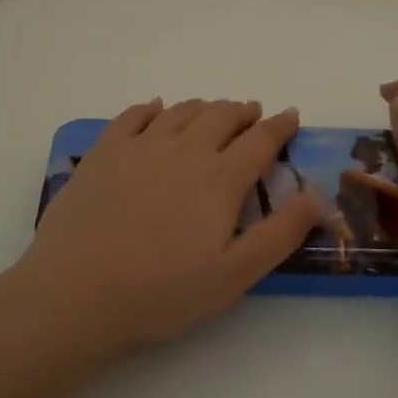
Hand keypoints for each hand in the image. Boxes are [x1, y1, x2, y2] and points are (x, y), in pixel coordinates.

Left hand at [12, 98, 324, 359]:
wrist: (78, 290)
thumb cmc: (162, 291)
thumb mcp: (235, 274)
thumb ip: (281, 233)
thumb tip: (319, 196)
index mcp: (220, 178)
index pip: (260, 140)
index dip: (279, 125)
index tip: (290, 115)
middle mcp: (184, 149)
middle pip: (221, 116)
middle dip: (243, 111)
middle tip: (252, 114)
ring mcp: (140, 145)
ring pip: (181, 111)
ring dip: (204, 107)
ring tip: (213, 111)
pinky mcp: (104, 150)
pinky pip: (134, 115)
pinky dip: (153, 108)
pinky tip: (157, 109)